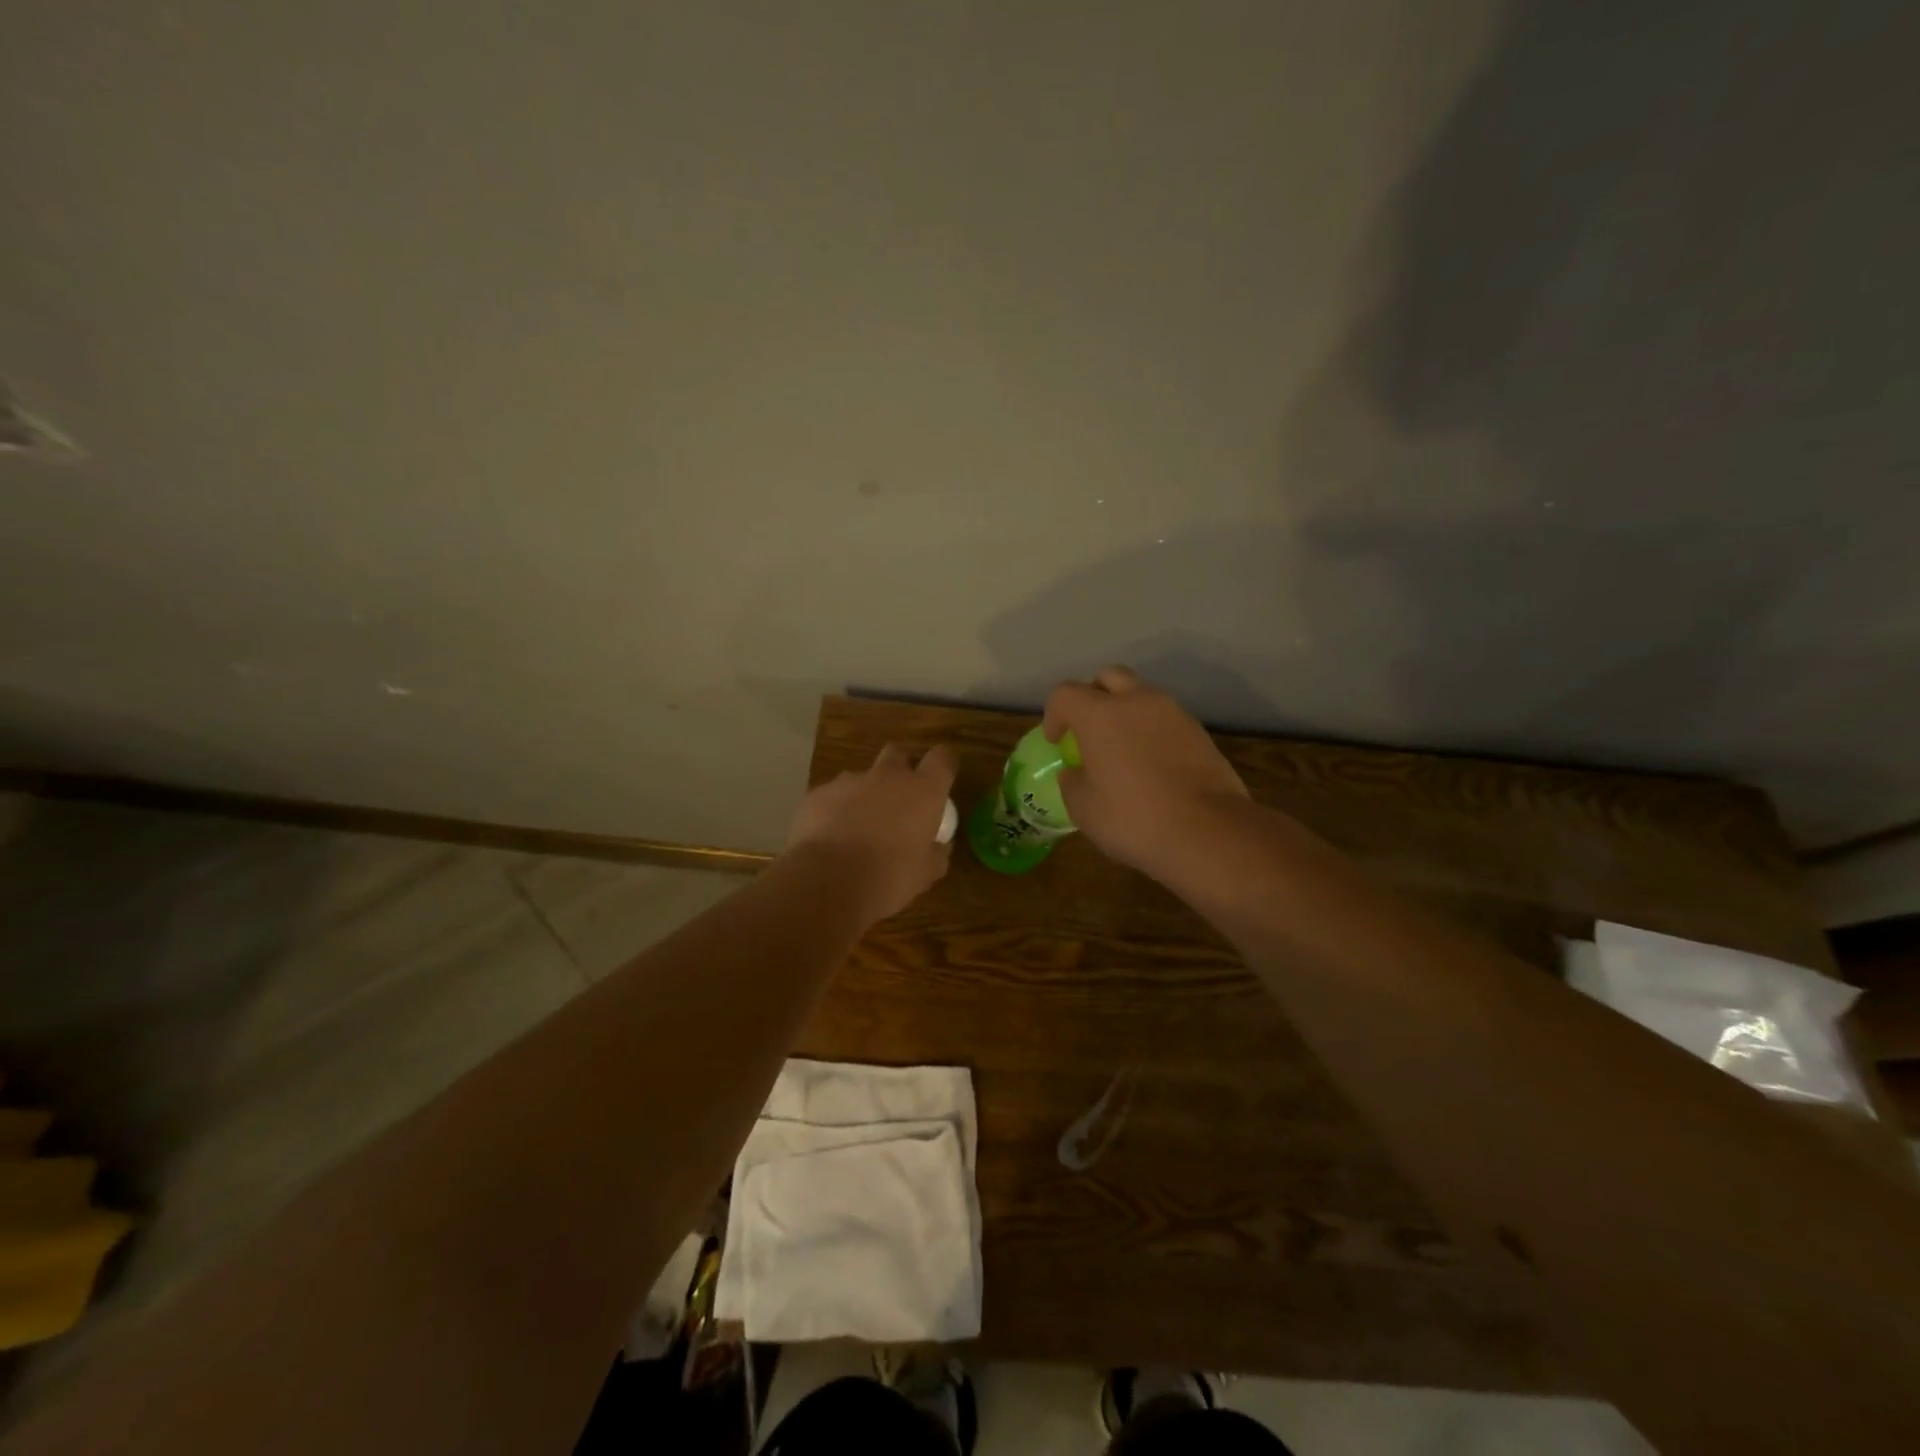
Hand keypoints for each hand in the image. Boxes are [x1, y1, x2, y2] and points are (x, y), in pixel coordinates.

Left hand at [784, 743, 958, 922]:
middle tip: (898, 802)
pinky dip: (835, 811)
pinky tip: (830, 838)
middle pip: (897, 754)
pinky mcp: (818, 794)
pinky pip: (832, 796)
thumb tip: (938, 846)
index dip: (943, 765)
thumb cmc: (888, 878)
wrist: (827, 883)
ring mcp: (849, 782)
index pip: (942, 758)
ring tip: (858, 829)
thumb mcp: (925, 875)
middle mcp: (888, 776)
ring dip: (865, 795)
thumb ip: (936, 854)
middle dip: (899, 771)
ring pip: (861, 777)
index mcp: (922, 791)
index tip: (940, 781)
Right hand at [1043, 666, 1251, 879]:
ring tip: (1123, 748)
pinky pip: (1166, 719)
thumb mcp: (1084, 808)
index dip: (1054, 714)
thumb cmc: (1133, 818)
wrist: (1207, 832)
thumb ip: (1072, 782)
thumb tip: (1075, 773)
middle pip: (1108, 677)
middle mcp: (1137, 702)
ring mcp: (1173, 713)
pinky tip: (1152, 763)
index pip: (1065, 693)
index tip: (1057, 741)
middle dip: (1093, 696)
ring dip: (1126, 711)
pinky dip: (1152, 730)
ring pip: (1142, 695)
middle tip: (1089, 729)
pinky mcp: (1199, 732)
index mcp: (1100, 714)